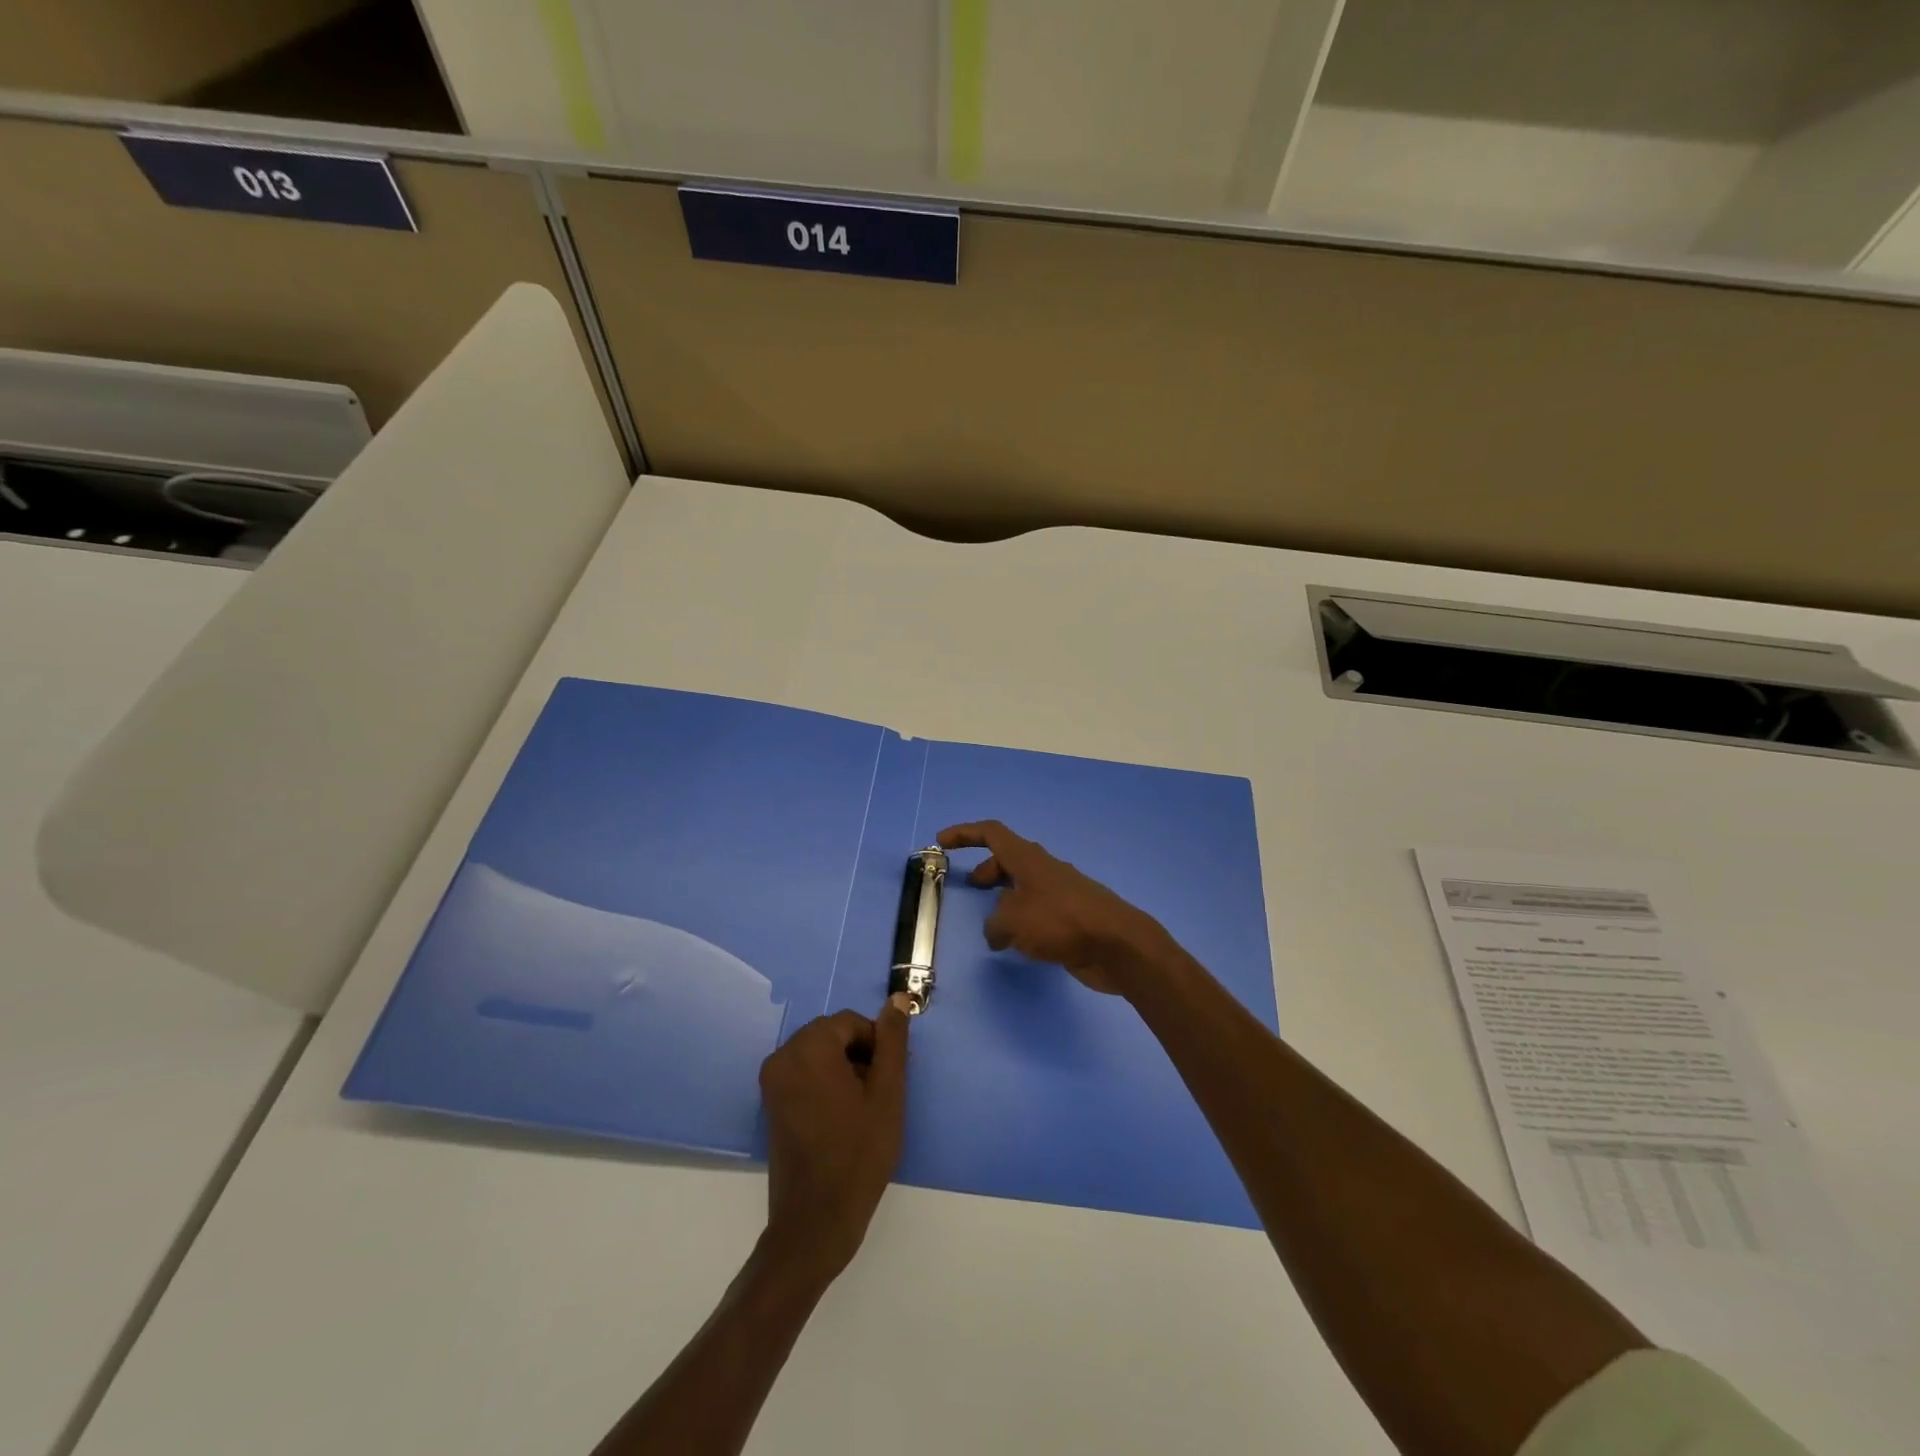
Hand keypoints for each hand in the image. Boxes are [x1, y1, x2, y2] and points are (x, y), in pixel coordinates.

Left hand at [758, 998, 911, 1283]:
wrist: (815, 1222)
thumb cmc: (858, 1155)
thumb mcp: (887, 1094)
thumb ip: (892, 1042)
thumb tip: (898, 999)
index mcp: (809, 1048)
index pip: (852, 1022)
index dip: (877, 1044)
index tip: (890, 1078)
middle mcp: (783, 1056)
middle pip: (833, 1034)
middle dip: (860, 1054)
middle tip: (881, 1093)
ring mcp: (772, 1080)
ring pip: (820, 1053)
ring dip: (845, 1068)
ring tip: (864, 1108)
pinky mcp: (771, 1102)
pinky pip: (804, 1073)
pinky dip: (826, 1082)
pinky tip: (843, 1116)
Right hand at [937, 820, 1174, 994]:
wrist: (1117, 944)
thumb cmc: (1061, 921)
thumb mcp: (1013, 921)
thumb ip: (995, 924)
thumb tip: (997, 932)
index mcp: (1028, 859)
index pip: (992, 833)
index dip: (965, 834)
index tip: (942, 841)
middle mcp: (1044, 870)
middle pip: (1009, 858)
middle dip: (988, 869)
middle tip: (972, 887)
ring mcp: (1061, 893)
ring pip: (1025, 886)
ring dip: (1005, 897)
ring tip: (994, 923)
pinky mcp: (1071, 919)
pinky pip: (1039, 911)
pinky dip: (1023, 920)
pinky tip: (1019, 943)